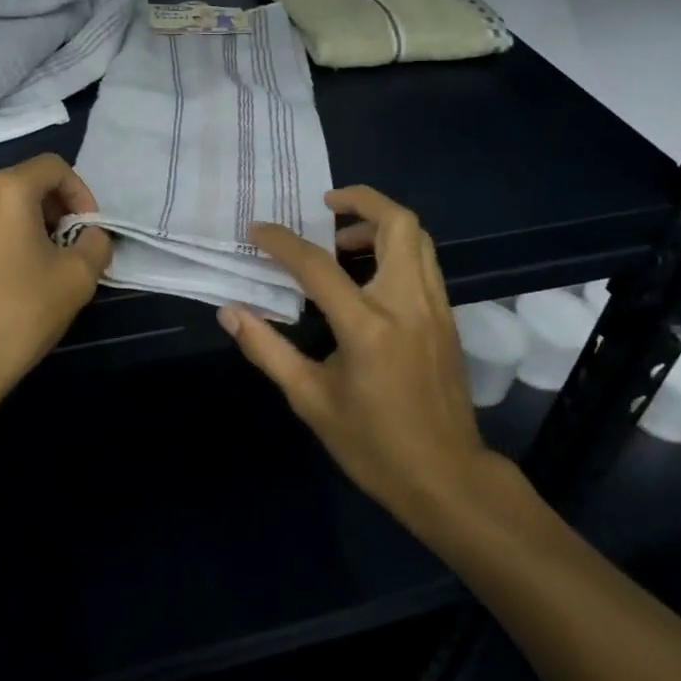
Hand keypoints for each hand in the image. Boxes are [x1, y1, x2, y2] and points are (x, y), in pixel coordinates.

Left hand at [0, 154, 111, 425]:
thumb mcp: (79, 277)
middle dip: (54, 208)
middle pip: (24, 183)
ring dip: (27, 223)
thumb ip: (95, 242)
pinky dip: (0, 238)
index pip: (53, 167)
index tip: (88, 229)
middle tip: (70, 246)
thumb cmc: (21, 313)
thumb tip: (89, 236)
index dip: (80, 192)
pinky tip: (9, 277)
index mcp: (4, 190)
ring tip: (42, 263)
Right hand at [217, 185, 499, 532]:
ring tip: (342, 241)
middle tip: (325, 206)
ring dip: (379, 224)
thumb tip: (231, 312)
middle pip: (398, 224)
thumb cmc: (374, 445)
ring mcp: (435, 308)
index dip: (282, 242)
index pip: (318, 265)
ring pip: (418, 238)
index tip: (258, 230)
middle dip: (361, 201)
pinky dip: (396, 249)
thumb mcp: (311, 400)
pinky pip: (424, 262)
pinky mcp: (448, 319)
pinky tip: (367, 275)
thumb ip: (267, 349)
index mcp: (368, 326)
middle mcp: (408, 304)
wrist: (448, 480)